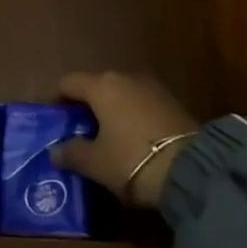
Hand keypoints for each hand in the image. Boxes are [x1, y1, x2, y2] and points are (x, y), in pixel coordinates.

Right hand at [49, 71, 198, 207]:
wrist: (191, 169)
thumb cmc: (132, 160)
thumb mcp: (96, 163)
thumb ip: (72, 153)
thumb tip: (55, 150)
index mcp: (102, 86)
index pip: (69, 82)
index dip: (58, 99)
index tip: (56, 120)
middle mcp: (125, 77)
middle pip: (97, 85)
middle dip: (87, 105)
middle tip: (80, 132)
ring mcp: (152, 86)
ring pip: (121, 93)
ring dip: (112, 110)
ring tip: (108, 137)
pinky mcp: (172, 101)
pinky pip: (141, 103)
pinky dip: (132, 115)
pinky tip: (133, 139)